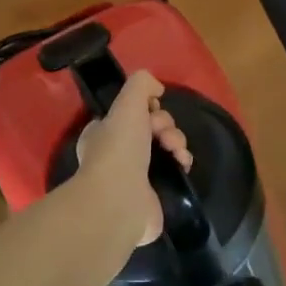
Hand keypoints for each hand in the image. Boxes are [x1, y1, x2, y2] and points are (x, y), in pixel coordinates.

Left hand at [74, 71, 191, 247]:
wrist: (121, 201)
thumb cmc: (119, 148)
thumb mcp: (127, 102)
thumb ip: (142, 84)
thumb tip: (157, 89)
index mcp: (103, 132)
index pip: (131, 112)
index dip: (147, 107)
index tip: (152, 108)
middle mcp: (117, 153)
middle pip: (152, 126)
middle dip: (165, 124)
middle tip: (163, 133)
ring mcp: (135, 175)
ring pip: (166, 145)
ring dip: (177, 141)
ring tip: (176, 150)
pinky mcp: (154, 193)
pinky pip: (174, 168)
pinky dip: (181, 161)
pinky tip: (182, 163)